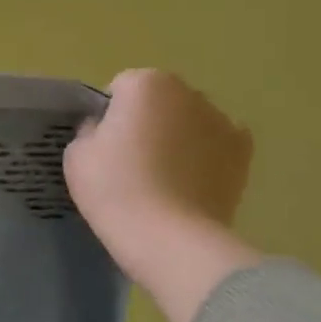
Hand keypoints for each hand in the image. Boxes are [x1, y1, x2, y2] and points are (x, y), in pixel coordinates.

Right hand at [65, 70, 258, 321]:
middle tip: (130, 162)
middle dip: (146, 121)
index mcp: (146, 83)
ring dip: (177, 138)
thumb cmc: (114, 188)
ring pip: (189, 122)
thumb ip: (90, 130)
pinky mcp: (244, 155)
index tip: (102, 146)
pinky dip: (205, 157)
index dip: (107, 116)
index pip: (119, 88)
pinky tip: (189, 185)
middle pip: (158, 100)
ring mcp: (222, 122)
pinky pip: (215, 146)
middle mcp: (189, 93)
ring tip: (162, 179)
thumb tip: (105, 130)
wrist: (168, 238)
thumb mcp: (76, 154)